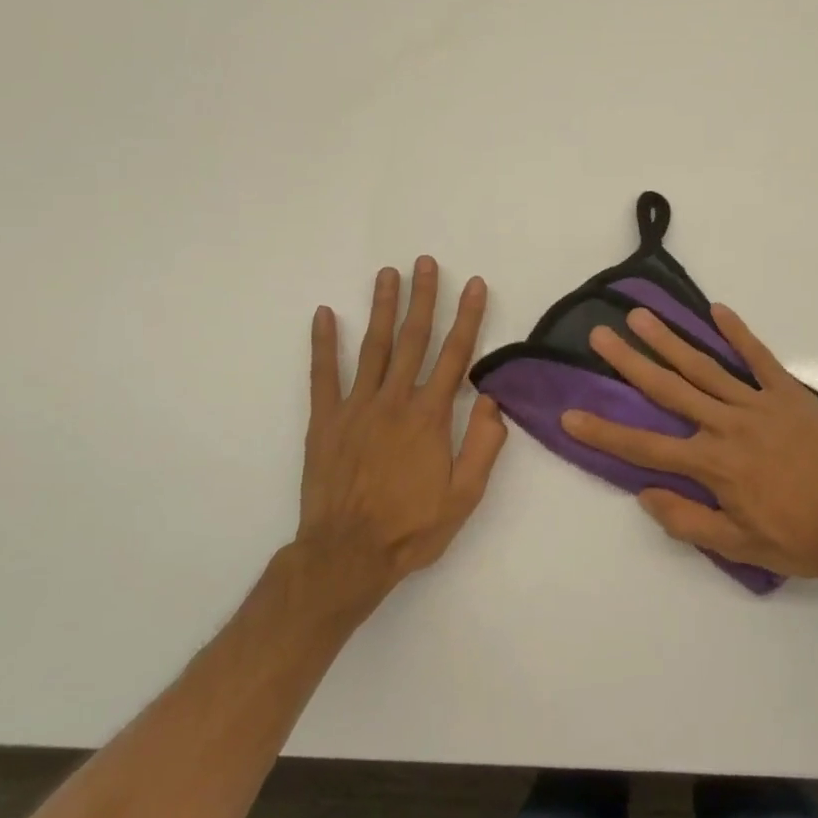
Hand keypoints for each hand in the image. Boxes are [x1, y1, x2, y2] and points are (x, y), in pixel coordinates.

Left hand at [295, 257, 507, 606]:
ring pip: (373, 347)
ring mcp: (356, 407)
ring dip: (381, 307)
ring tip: (387, 274)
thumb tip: (494, 401)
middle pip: (412, 340)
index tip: (473, 284)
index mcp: (430, 417)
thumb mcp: (465, 496)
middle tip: (424, 262)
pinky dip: (323, 343)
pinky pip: (323, 375)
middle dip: (422, 298)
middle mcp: (394, 401)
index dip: (467, 317)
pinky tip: (323, 314)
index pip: (455, 355)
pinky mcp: (325, 421)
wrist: (347, 555)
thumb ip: (483, 446)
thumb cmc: (412, 528)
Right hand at [560, 304, 817, 588]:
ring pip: (705, 367)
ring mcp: (759, 404)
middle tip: (601, 335)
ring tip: (642, 316)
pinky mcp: (789, 394)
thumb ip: (689, 520)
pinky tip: (717, 311)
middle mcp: (728, 424)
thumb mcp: (741, 546)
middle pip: (669, 389)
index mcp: (713, 464)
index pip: (646, 446)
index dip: (605, 431)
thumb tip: (645, 494)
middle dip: (631, 362)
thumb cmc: (804, 538)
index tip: (571, 414)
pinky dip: (738, 333)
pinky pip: (759, 358)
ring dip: (670, 340)